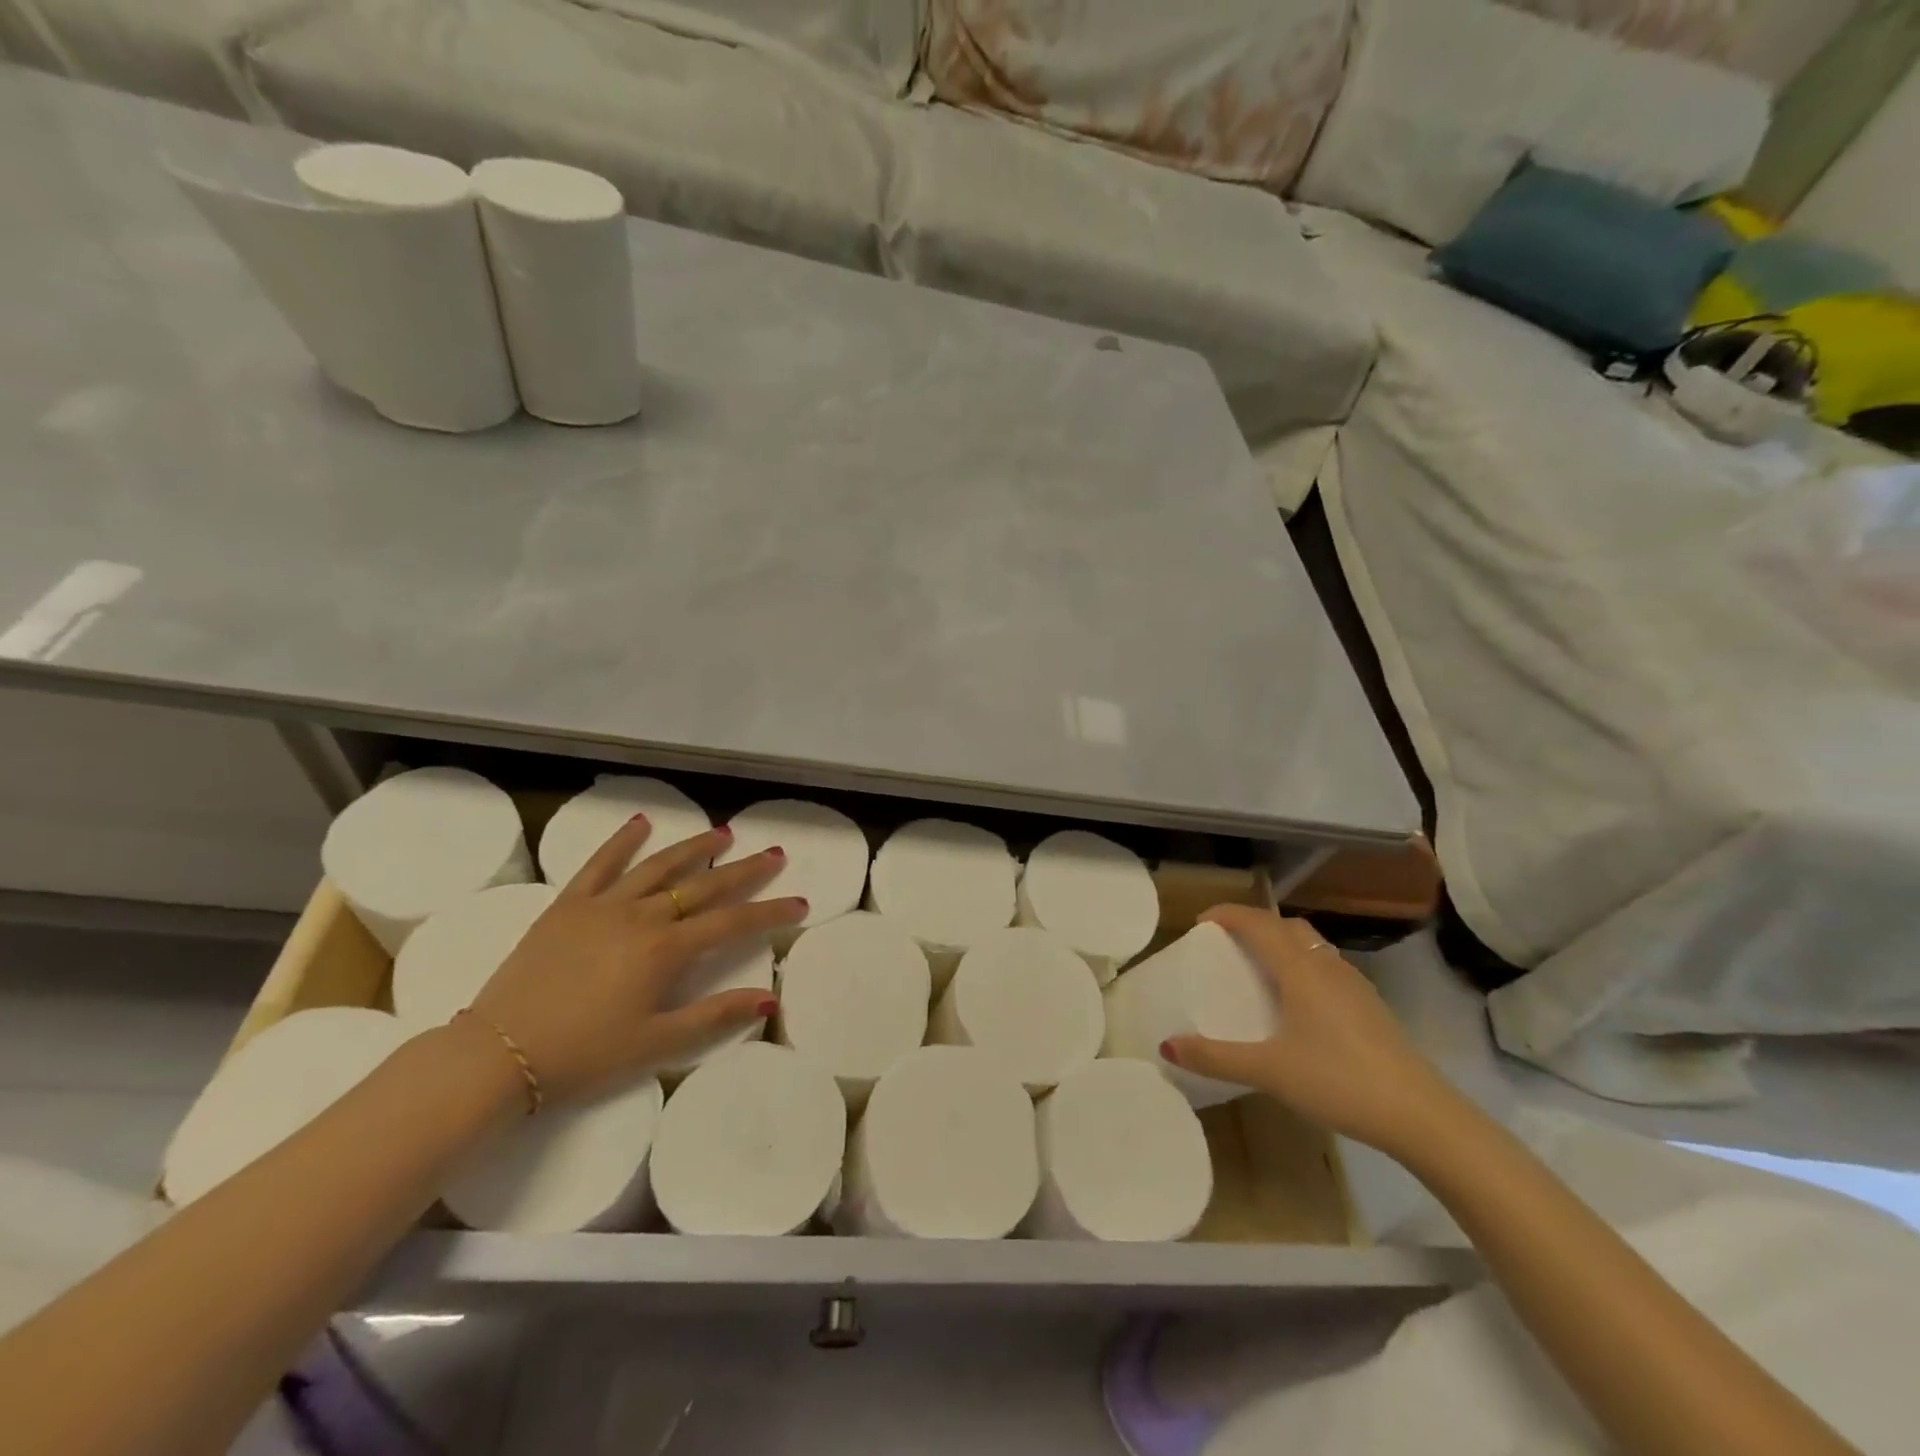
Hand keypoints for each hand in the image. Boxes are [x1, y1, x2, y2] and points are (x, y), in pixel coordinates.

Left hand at [465, 816, 804, 1102]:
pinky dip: (622, 841)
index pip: (731, 923)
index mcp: (665, 951)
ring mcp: (602, 906)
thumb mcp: (655, 1044)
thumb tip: (768, 998)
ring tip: (724, 833)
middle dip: (743, 871)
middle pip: (703, 887)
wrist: (498, 1054)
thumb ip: (714, 1017)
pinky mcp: (567, 905)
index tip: (800, 903)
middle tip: (774, 854)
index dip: (770, 913)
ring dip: (694, 849)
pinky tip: (642, 823)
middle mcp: (640, 917)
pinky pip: (599, 864)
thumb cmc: (583, 1054)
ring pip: (658, 867)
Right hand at [1162, 904, 1456, 1156]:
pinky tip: (1298, 1003)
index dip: (1227, 914)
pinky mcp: (1371, 1006)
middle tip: (1227, 944)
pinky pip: (1326, 966)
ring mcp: (1354, 984)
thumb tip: (1166, 1045)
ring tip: (1259, 969)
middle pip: (1286, 926)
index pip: (1257, 923)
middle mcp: (1326, 966)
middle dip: (1254, 924)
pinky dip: (1302, 965)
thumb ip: (1215, 1057)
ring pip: (1311, 945)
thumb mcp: (1269, 1071)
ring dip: (1281, 943)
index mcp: (1300, 969)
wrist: (1422, 1116)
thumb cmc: (1339, 1081)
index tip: (1200, 922)